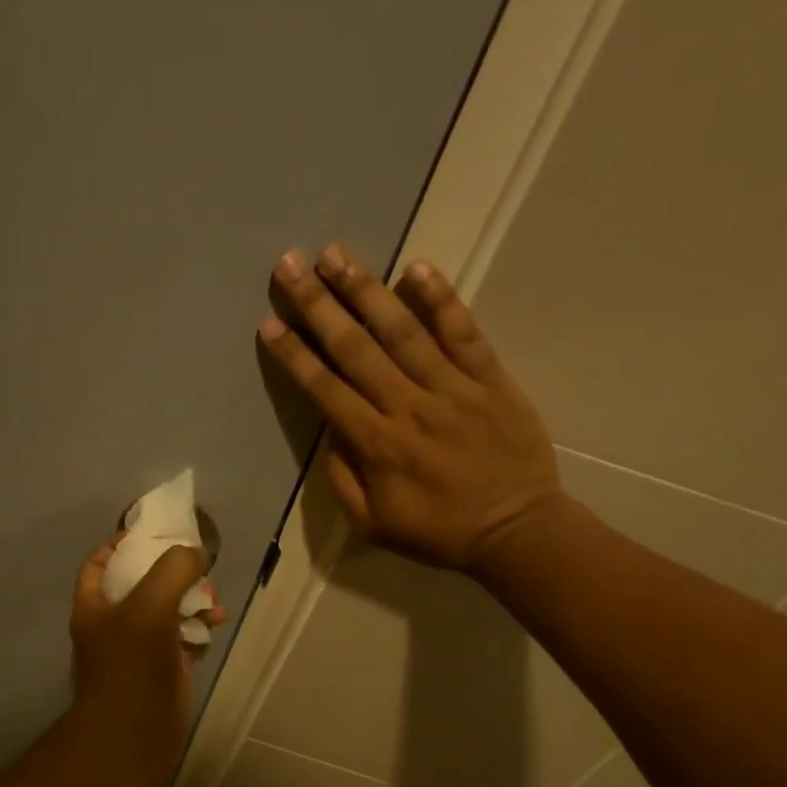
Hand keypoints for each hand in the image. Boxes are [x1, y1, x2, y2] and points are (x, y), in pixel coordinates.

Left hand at [70, 537, 225, 752]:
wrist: (134, 732)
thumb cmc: (132, 663)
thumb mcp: (150, 603)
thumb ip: (174, 569)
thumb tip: (197, 554)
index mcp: (94, 605)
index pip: (100, 563)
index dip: (120, 544)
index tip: (150, 533)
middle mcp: (113, 623)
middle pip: (140, 583)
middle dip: (170, 571)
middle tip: (196, 566)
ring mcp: (138, 648)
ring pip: (166, 610)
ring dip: (191, 598)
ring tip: (214, 598)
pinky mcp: (163, 668)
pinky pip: (182, 637)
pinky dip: (199, 626)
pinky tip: (216, 623)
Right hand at [258, 244, 565, 572]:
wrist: (517, 532)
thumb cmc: (439, 532)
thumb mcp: (373, 526)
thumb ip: (343, 479)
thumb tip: (329, 432)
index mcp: (377, 445)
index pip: (326, 390)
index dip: (295, 356)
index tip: (270, 323)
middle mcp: (409, 407)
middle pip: (356, 349)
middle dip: (318, 306)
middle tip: (290, 265)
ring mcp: (453, 389)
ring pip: (403, 332)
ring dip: (366, 290)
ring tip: (336, 254)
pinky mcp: (491, 380)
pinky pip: (464, 334)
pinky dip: (442, 301)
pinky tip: (417, 268)